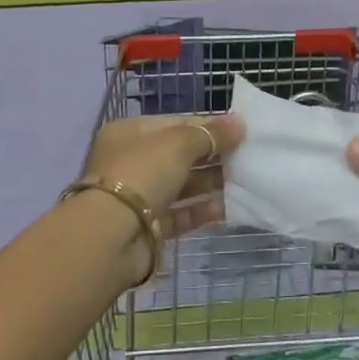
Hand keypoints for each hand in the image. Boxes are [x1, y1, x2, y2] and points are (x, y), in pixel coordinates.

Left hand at [82, 112, 241, 240]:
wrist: (111, 237)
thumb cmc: (142, 173)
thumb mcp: (178, 143)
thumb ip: (211, 133)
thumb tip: (239, 123)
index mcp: (130, 133)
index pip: (175, 123)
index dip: (207, 125)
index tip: (239, 130)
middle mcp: (132, 162)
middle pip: (179, 154)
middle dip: (212, 155)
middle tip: (247, 155)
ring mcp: (139, 197)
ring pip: (182, 185)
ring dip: (211, 182)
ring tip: (245, 179)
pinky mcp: (149, 228)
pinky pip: (181, 214)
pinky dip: (202, 211)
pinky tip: (229, 207)